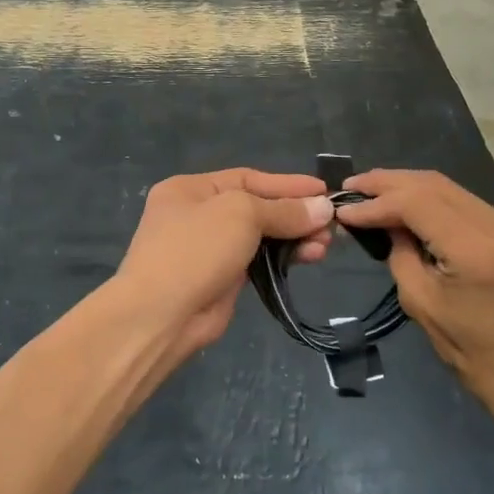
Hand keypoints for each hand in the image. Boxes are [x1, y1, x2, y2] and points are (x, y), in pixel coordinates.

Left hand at [115, 169, 332, 367]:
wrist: (161, 315)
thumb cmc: (195, 250)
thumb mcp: (240, 215)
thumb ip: (283, 210)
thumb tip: (324, 207)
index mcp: (190, 189)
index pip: (247, 178)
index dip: (287, 185)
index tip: (324, 192)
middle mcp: (197, 214)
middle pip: (256, 207)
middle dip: (295, 214)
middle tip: (332, 223)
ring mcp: (209, 248)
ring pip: (261, 236)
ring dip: (295, 237)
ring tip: (326, 244)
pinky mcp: (222, 278)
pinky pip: (259, 260)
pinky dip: (284, 257)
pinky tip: (309, 257)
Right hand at [336, 170, 493, 411]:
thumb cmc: (477, 356)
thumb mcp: (423, 306)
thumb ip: (401, 256)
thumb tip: (386, 225)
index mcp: (476, 249)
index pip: (416, 202)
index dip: (376, 202)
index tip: (344, 210)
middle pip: (434, 184)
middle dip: (389, 182)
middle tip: (351, 187)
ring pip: (451, 188)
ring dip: (409, 187)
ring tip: (372, 192)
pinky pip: (466, 204)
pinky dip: (431, 200)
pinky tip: (407, 206)